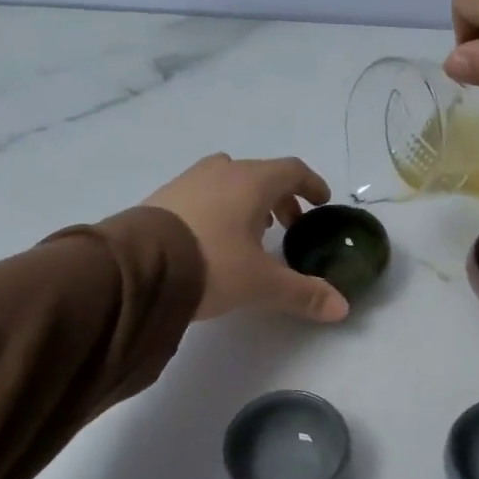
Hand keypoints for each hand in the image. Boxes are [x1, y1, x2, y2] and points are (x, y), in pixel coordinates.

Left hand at [144, 155, 348, 322]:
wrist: (136, 268)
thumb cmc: (212, 264)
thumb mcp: (262, 283)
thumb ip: (303, 292)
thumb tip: (342, 307)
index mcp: (252, 181)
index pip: (292, 171)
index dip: (311, 185)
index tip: (320, 203)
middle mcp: (221, 172)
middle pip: (260, 174)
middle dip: (279, 198)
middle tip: (288, 226)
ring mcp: (187, 182)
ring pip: (228, 182)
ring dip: (246, 202)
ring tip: (250, 233)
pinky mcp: (161, 198)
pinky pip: (201, 194)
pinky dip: (217, 208)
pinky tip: (212, 239)